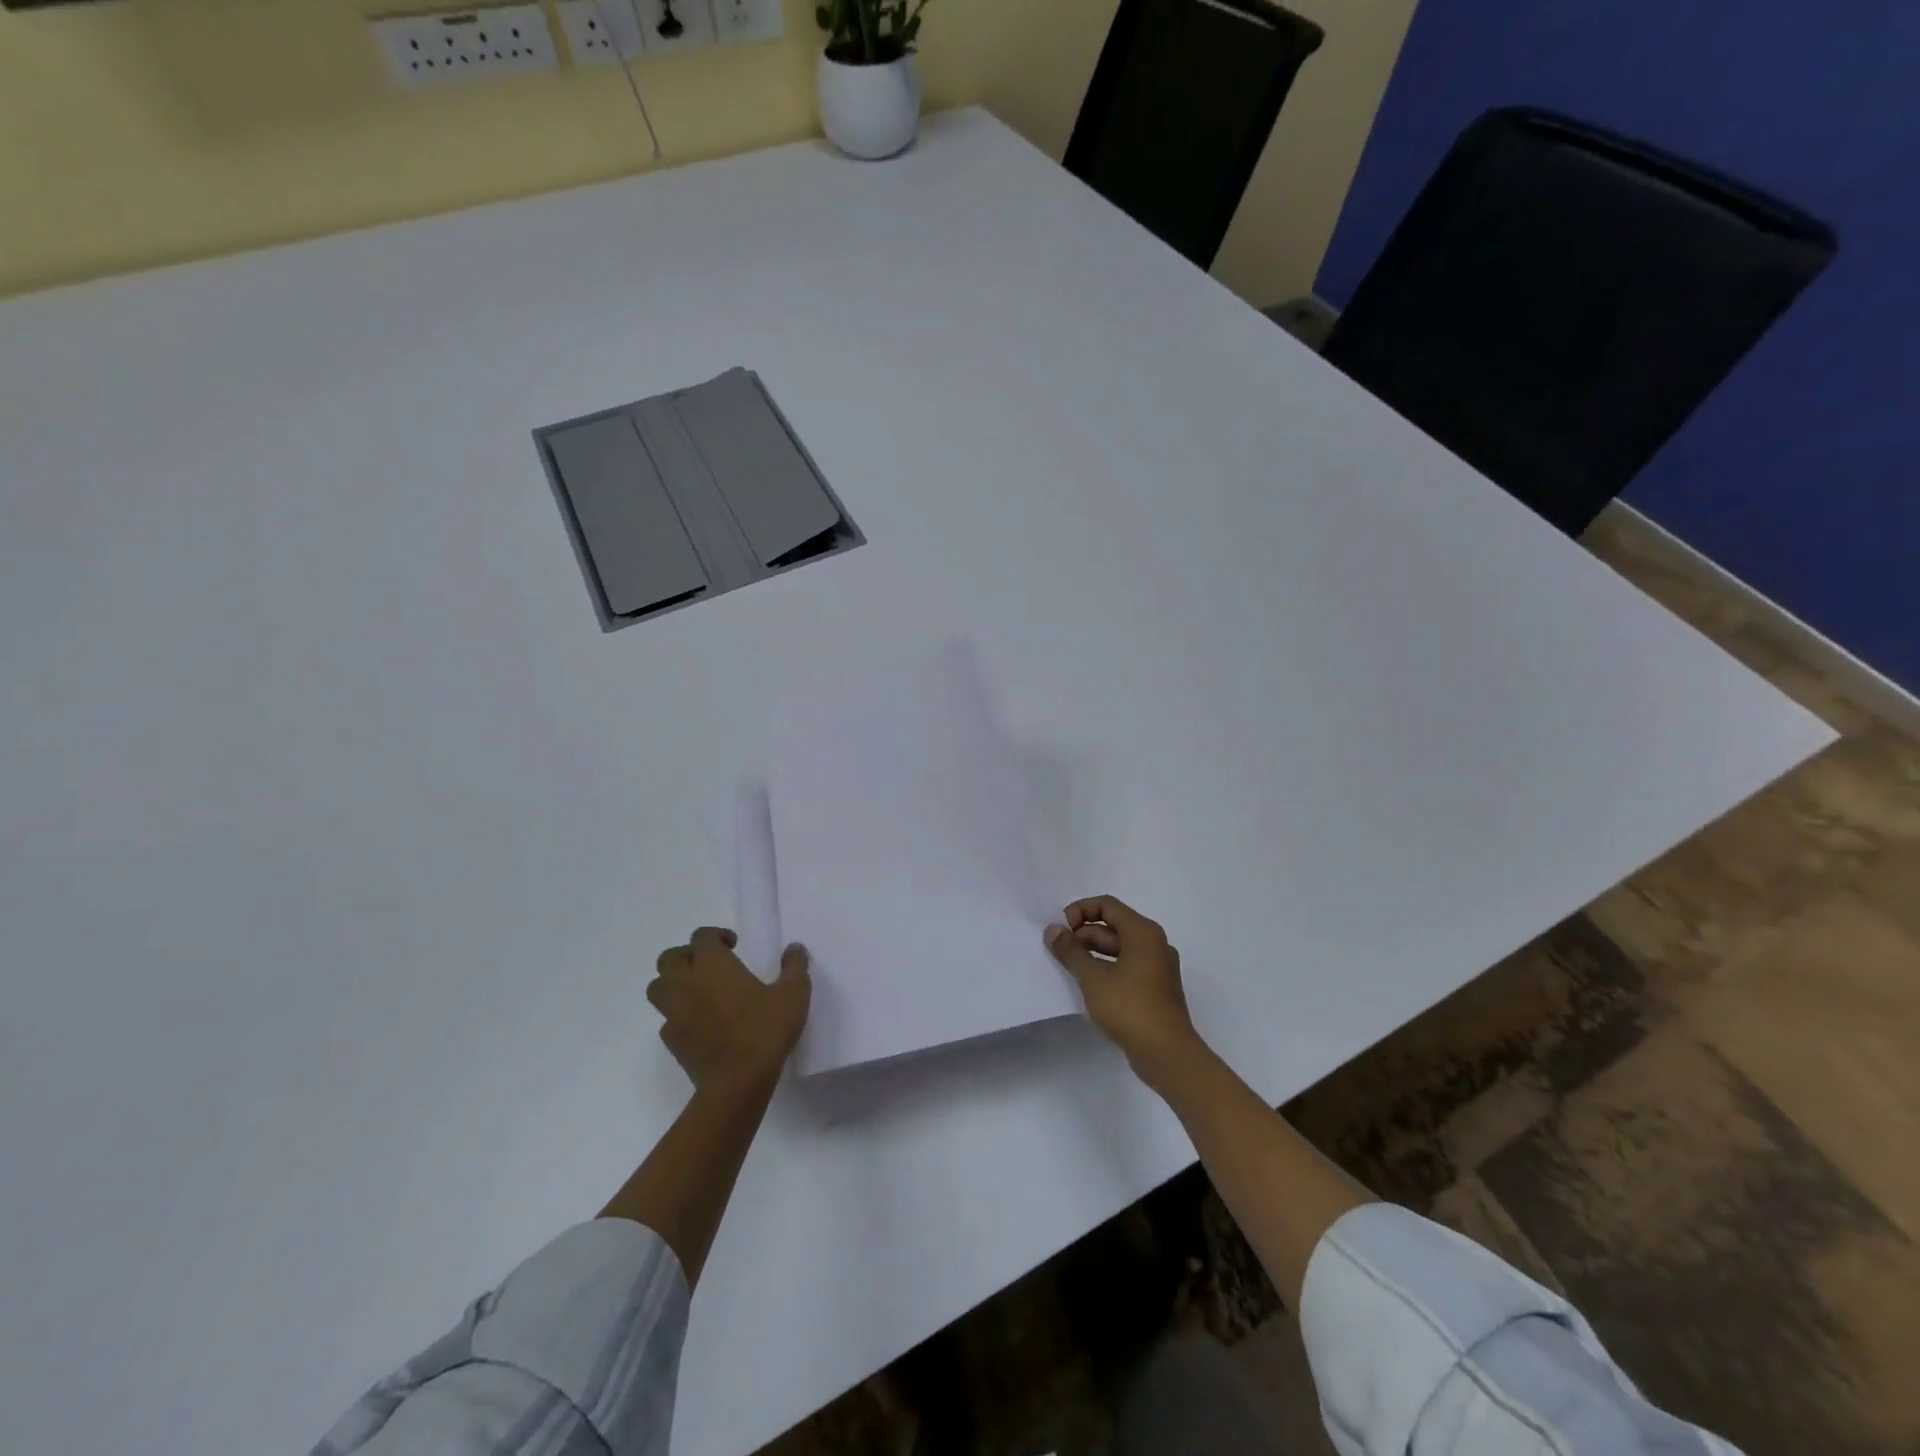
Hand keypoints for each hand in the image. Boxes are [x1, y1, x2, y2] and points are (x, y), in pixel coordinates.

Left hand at [648, 928, 811, 1094]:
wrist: (737, 1082)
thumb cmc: (764, 1030)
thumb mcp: (793, 994)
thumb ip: (795, 966)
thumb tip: (795, 948)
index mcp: (712, 964)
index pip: (701, 936)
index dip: (716, 936)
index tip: (734, 946)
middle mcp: (686, 982)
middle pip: (670, 958)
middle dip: (688, 955)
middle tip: (711, 965)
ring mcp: (674, 1013)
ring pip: (658, 987)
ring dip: (674, 982)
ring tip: (698, 990)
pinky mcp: (672, 1040)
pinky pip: (667, 1018)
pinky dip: (678, 1014)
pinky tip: (700, 1022)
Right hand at [1045, 896, 1202, 1089]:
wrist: (1167, 1054)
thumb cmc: (1130, 1008)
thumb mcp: (1092, 977)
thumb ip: (1070, 951)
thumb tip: (1053, 930)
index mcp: (1143, 932)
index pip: (1107, 905)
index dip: (1080, 911)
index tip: (1061, 929)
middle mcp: (1155, 944)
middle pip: (1114, 926)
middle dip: (1084, 934)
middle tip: (1060, 950)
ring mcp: (1158, 967)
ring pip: (1120, 948)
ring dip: (1093, 952)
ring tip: (1069, 967)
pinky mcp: (1157, 989)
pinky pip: (1128, 966)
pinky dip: (1107, 968)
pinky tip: (1089, 985)